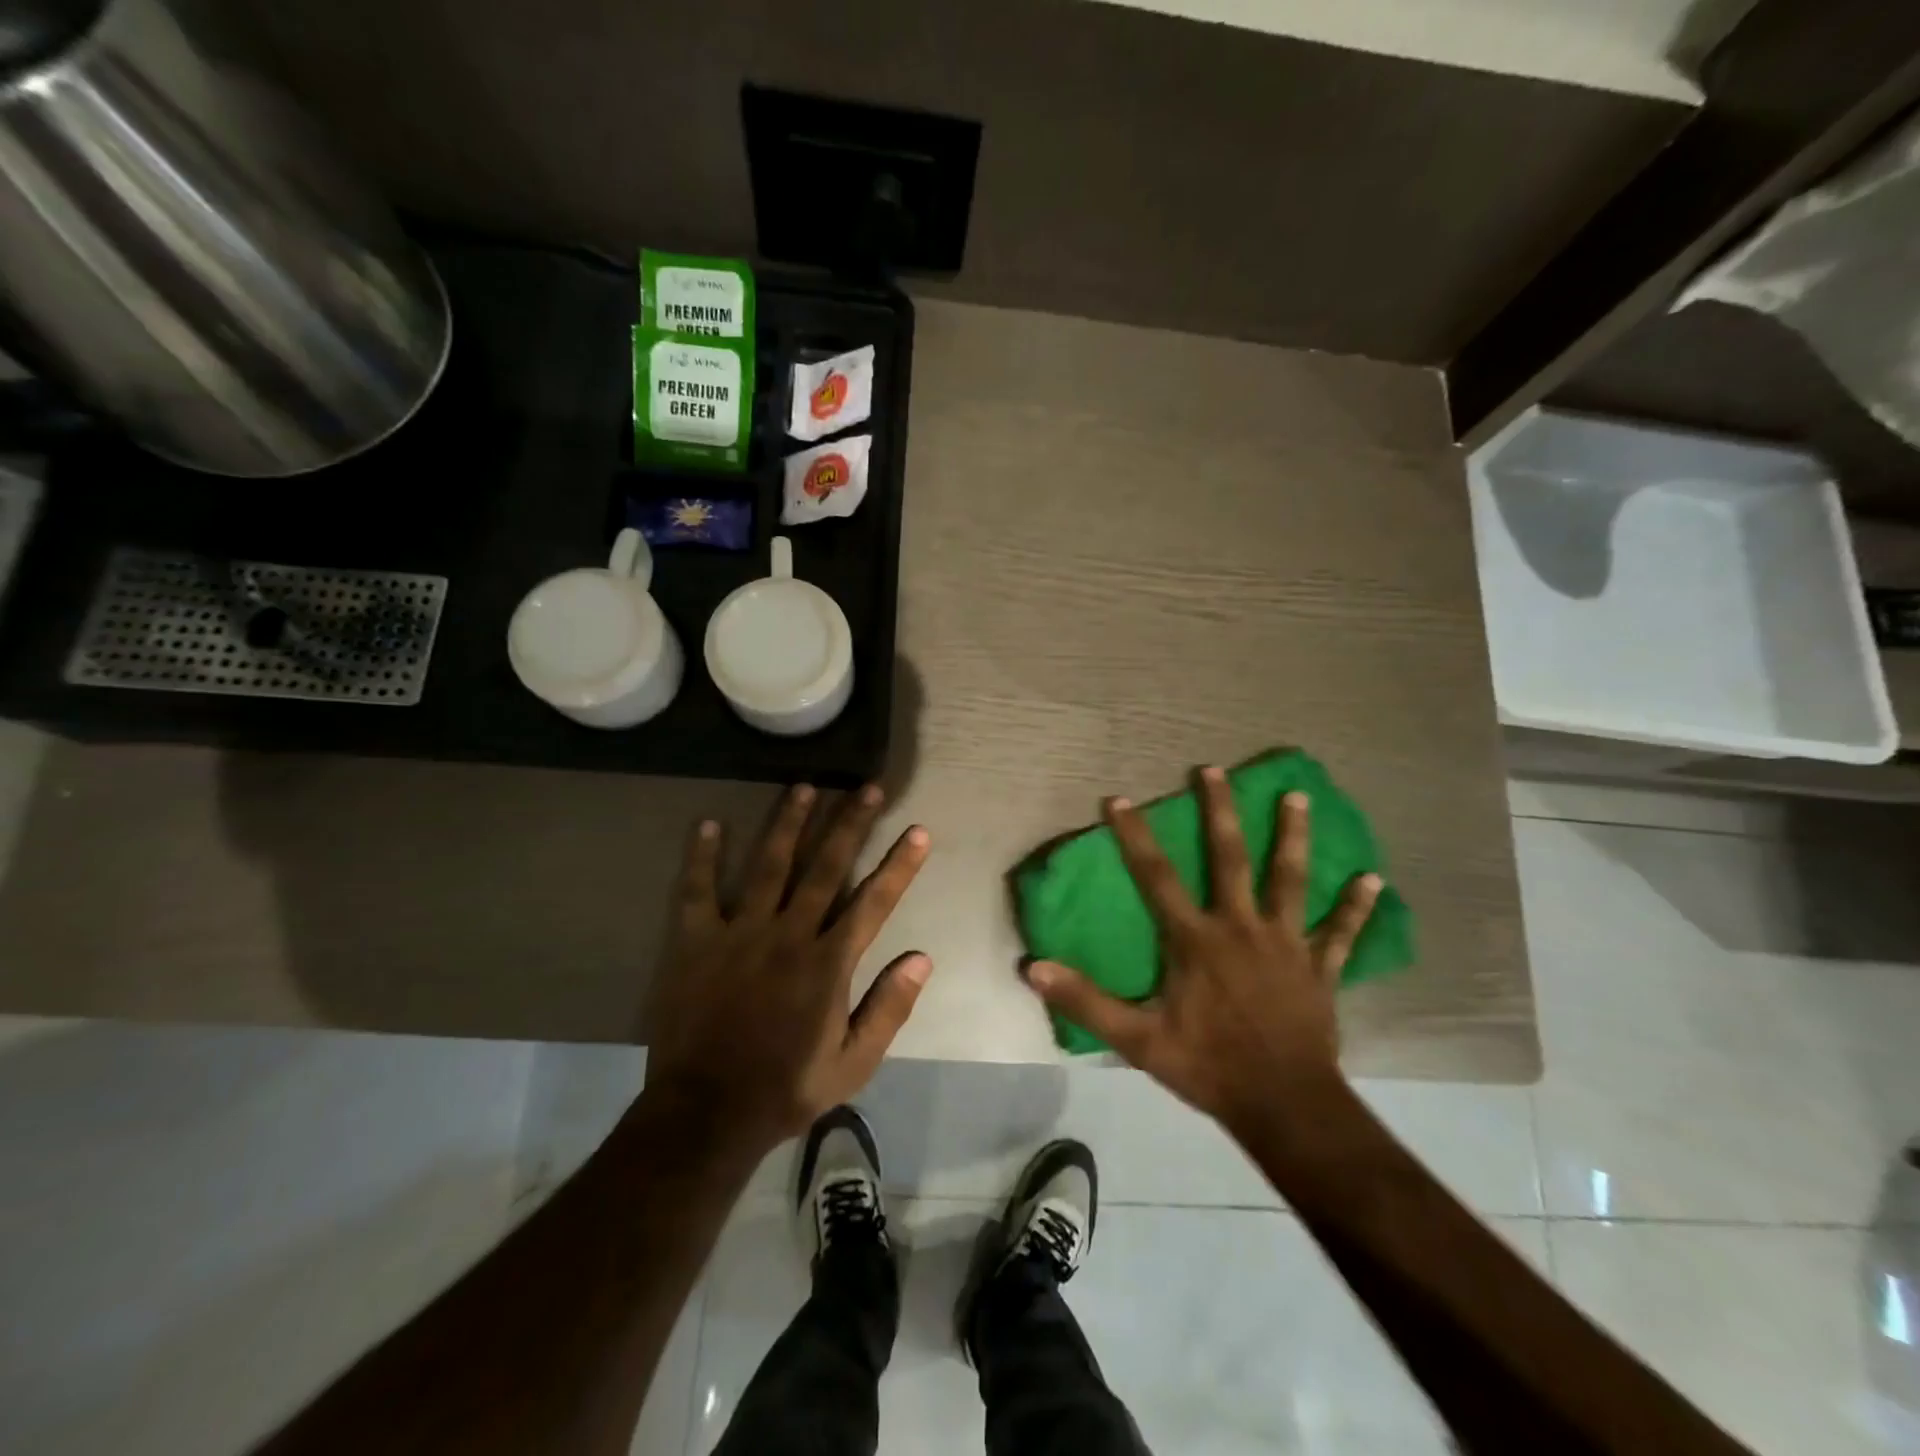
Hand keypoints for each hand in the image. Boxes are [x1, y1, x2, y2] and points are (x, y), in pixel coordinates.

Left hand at [644, 784, 932, 1155]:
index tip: (918, 830)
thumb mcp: (853, 1064)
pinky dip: (702, 857)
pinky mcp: (696, 942)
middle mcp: (788, 935)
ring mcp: (739, 933)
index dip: (899, 865)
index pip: (873, 902)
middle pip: (825, 867)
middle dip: (850, 824)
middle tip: (868, 787)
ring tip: (805, 787)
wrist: (705, 1114)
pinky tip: (708, 823)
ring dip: (789, 823)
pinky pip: (697, 891)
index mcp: (828, 964)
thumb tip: (922, 958)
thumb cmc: (786, 1089)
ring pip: (768, 865)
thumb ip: (888, 1008)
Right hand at [1026, 766, 1380, 1136]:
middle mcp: (1241, 927)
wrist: (1284, 1106)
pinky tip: (1373, 879)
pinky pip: (1341, 933)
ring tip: (1298, 796)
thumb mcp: (1138, 1039)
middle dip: (1219, 811)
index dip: (1135, 837)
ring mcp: (1286, 944)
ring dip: (1293, 837)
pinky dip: (1356, 907)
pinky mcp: (1319, 968)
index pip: (1157, 878)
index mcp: (1195, 940)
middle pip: (1230, 858)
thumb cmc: (1208, 1066)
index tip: (1119, 799)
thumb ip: (1086, 1001)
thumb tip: (1034, 968)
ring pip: (1290, 880)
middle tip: (1214, 769)